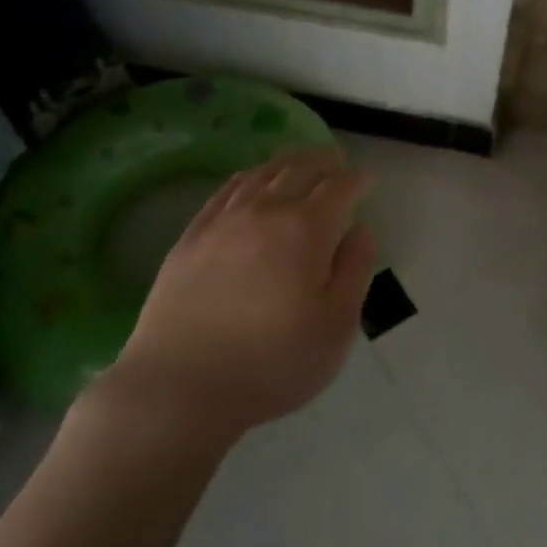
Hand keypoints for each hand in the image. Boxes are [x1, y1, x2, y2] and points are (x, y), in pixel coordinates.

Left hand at [95, 147, 376, 441]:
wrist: (179, 385)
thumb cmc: (272, 362)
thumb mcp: (335, 327)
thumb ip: (354, 271)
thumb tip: (362, 230)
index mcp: (307, 229)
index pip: (340, 188)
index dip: (357, 179)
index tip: (367, 178)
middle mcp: (266, 211)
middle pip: (300, 169)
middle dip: (324, 161)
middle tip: (336, 160)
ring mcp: (223, 220)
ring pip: (261, 174)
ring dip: (287, 162)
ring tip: (299, 162)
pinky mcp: (191, 236)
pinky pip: (225, 191)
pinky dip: (247, 177)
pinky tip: (250, 181)